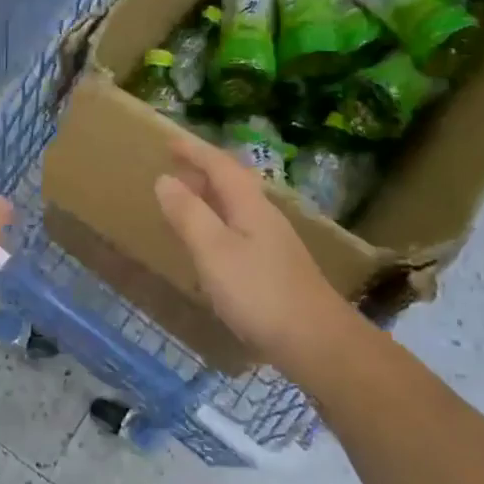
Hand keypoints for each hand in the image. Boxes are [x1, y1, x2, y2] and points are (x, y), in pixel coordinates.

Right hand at [154, 136, 359, 380]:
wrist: (318, 342)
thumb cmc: (260, 293)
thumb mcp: (214, 251)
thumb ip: (188, 214)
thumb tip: (165, 179)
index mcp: (249, 205)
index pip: (219, 165)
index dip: (194, 151)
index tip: (168, 140)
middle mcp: (264, 215)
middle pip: (233, 181)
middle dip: (203, 169)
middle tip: (174, 166)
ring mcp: (274, 242)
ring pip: (237, 205)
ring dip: (211, 196)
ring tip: (186, 200)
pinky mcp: (276, 267)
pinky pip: (240, 228)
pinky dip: (218, 221)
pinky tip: (211, 244)